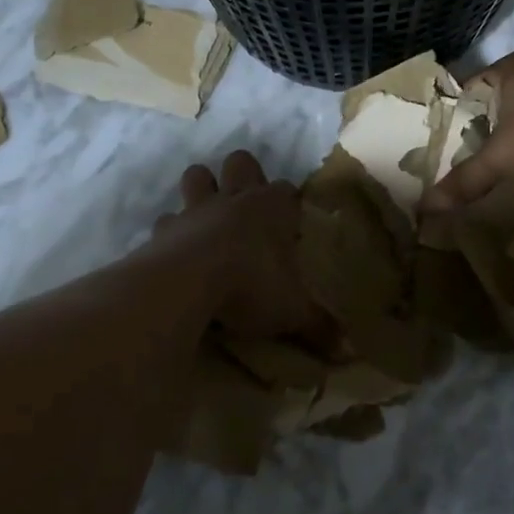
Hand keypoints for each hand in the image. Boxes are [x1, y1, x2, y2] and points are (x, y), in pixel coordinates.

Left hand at [153, 150, 326, 342]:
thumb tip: (348, 351)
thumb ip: (319, 327)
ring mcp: (197, 209)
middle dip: (244, 176)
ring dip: (202, 188)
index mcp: (273, 208)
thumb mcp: (293, 311)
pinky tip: (177, 251)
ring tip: (208, 217)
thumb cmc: (251, 285)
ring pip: (197, 175)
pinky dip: (172, 232)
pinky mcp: (165, 227)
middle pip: (241, 162)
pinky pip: (167, 220)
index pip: (288, 190)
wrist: (188, 282)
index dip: (289, 204)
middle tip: (248, 208)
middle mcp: (236, 199)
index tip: (291, 227)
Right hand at [424, 52, 513, 208]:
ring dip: (504, 148)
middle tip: (451, 170)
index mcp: (507, 69)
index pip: (462, 93)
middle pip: (489, 109)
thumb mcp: (502, 158)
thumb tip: (425, 206)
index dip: (445, 122)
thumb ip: (465, 180)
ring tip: (481, 177)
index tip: (429, 151)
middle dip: (473, 138)